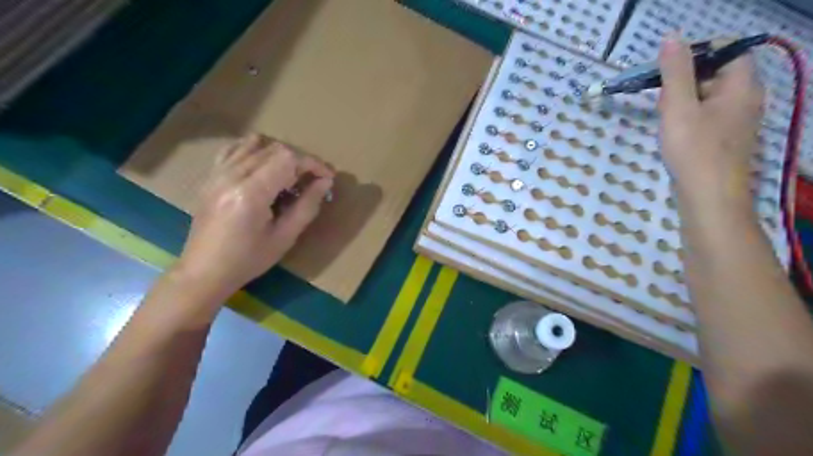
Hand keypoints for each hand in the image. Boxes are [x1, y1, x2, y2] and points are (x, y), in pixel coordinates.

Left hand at [175, 131, 332, 298]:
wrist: (204, 270)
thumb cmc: (248, 259)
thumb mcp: (285, 237)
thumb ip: (307, 206)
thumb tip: (326, 182)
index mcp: (251, 192)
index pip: (288, 159)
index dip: (313, 164)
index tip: (327, 178)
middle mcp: (233, 174)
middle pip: (275, 149)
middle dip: (301, 160)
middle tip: (313, 181)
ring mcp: (218, 172)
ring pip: (256, 144)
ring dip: (280, 155)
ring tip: (291, 175)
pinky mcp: (211, 176)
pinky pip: (235, 149)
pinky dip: (255, 150)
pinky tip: (264, 166)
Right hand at [656, 34, 766, 212]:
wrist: (708, 197)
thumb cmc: (694, 150)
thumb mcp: (679, 107)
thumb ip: (675, 72)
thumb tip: (672, 37)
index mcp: (742, 86)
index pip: (729, 50)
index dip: (699, 51)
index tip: (667, 66)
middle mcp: (745, 99)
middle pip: (717, 73)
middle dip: (685, 79)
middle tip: (661, 97)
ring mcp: (736, 121)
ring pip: (708, 96)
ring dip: (683, 100)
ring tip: (663, 116)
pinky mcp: (723, 139)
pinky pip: (706, 115)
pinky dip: (687, 116)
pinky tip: (671, 131)